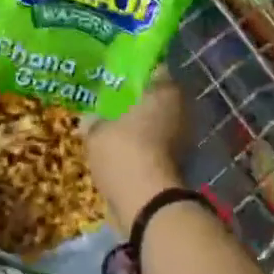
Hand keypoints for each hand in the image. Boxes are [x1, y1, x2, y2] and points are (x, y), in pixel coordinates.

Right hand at [86, 74, 191, 236]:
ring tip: (115, 130)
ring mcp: (185, 138)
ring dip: (142, 127)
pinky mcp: (182, 164)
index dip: (135, 72)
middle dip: (139, 102)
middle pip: (158, 98)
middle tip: (113, 104)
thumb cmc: (124, 152)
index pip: (154, 70)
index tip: (118, 77)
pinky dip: (146, 148)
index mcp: (165, 90)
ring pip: (160, 123)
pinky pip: (159, 146)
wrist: (148, 203)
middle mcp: (181, 109)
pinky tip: (124, 153)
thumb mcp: (96, 132)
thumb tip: (88, 119)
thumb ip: (93, 121)